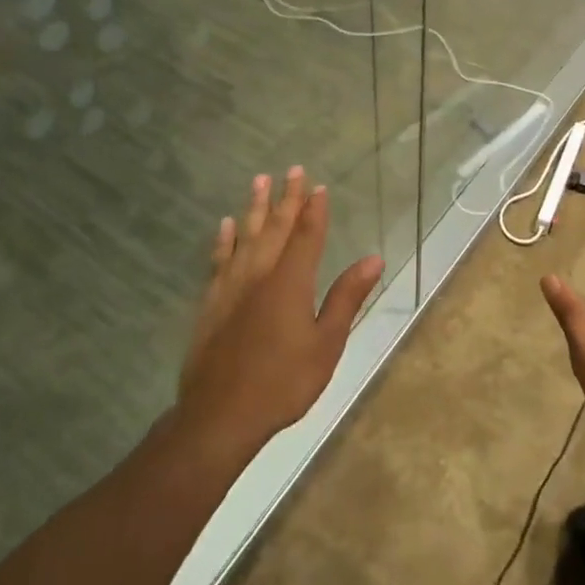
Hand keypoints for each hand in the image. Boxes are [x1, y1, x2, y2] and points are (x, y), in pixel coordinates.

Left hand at [178, 166, 384, 457]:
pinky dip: (224, 240)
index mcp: (291, 282)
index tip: (318, 186)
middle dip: (287, 198)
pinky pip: (218, 260)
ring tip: (260, 180)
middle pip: (276, 228)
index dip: (314, 209)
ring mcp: (231, 287)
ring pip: (246, 236)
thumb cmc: (283, 382)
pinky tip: (226, 225)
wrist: (220, 415)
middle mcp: (260, 274)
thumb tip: (374, 259)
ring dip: (255, 207)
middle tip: (293, 169)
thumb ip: (346, 297)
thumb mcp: (327, 344)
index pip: (307, 235)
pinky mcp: (211, 302)